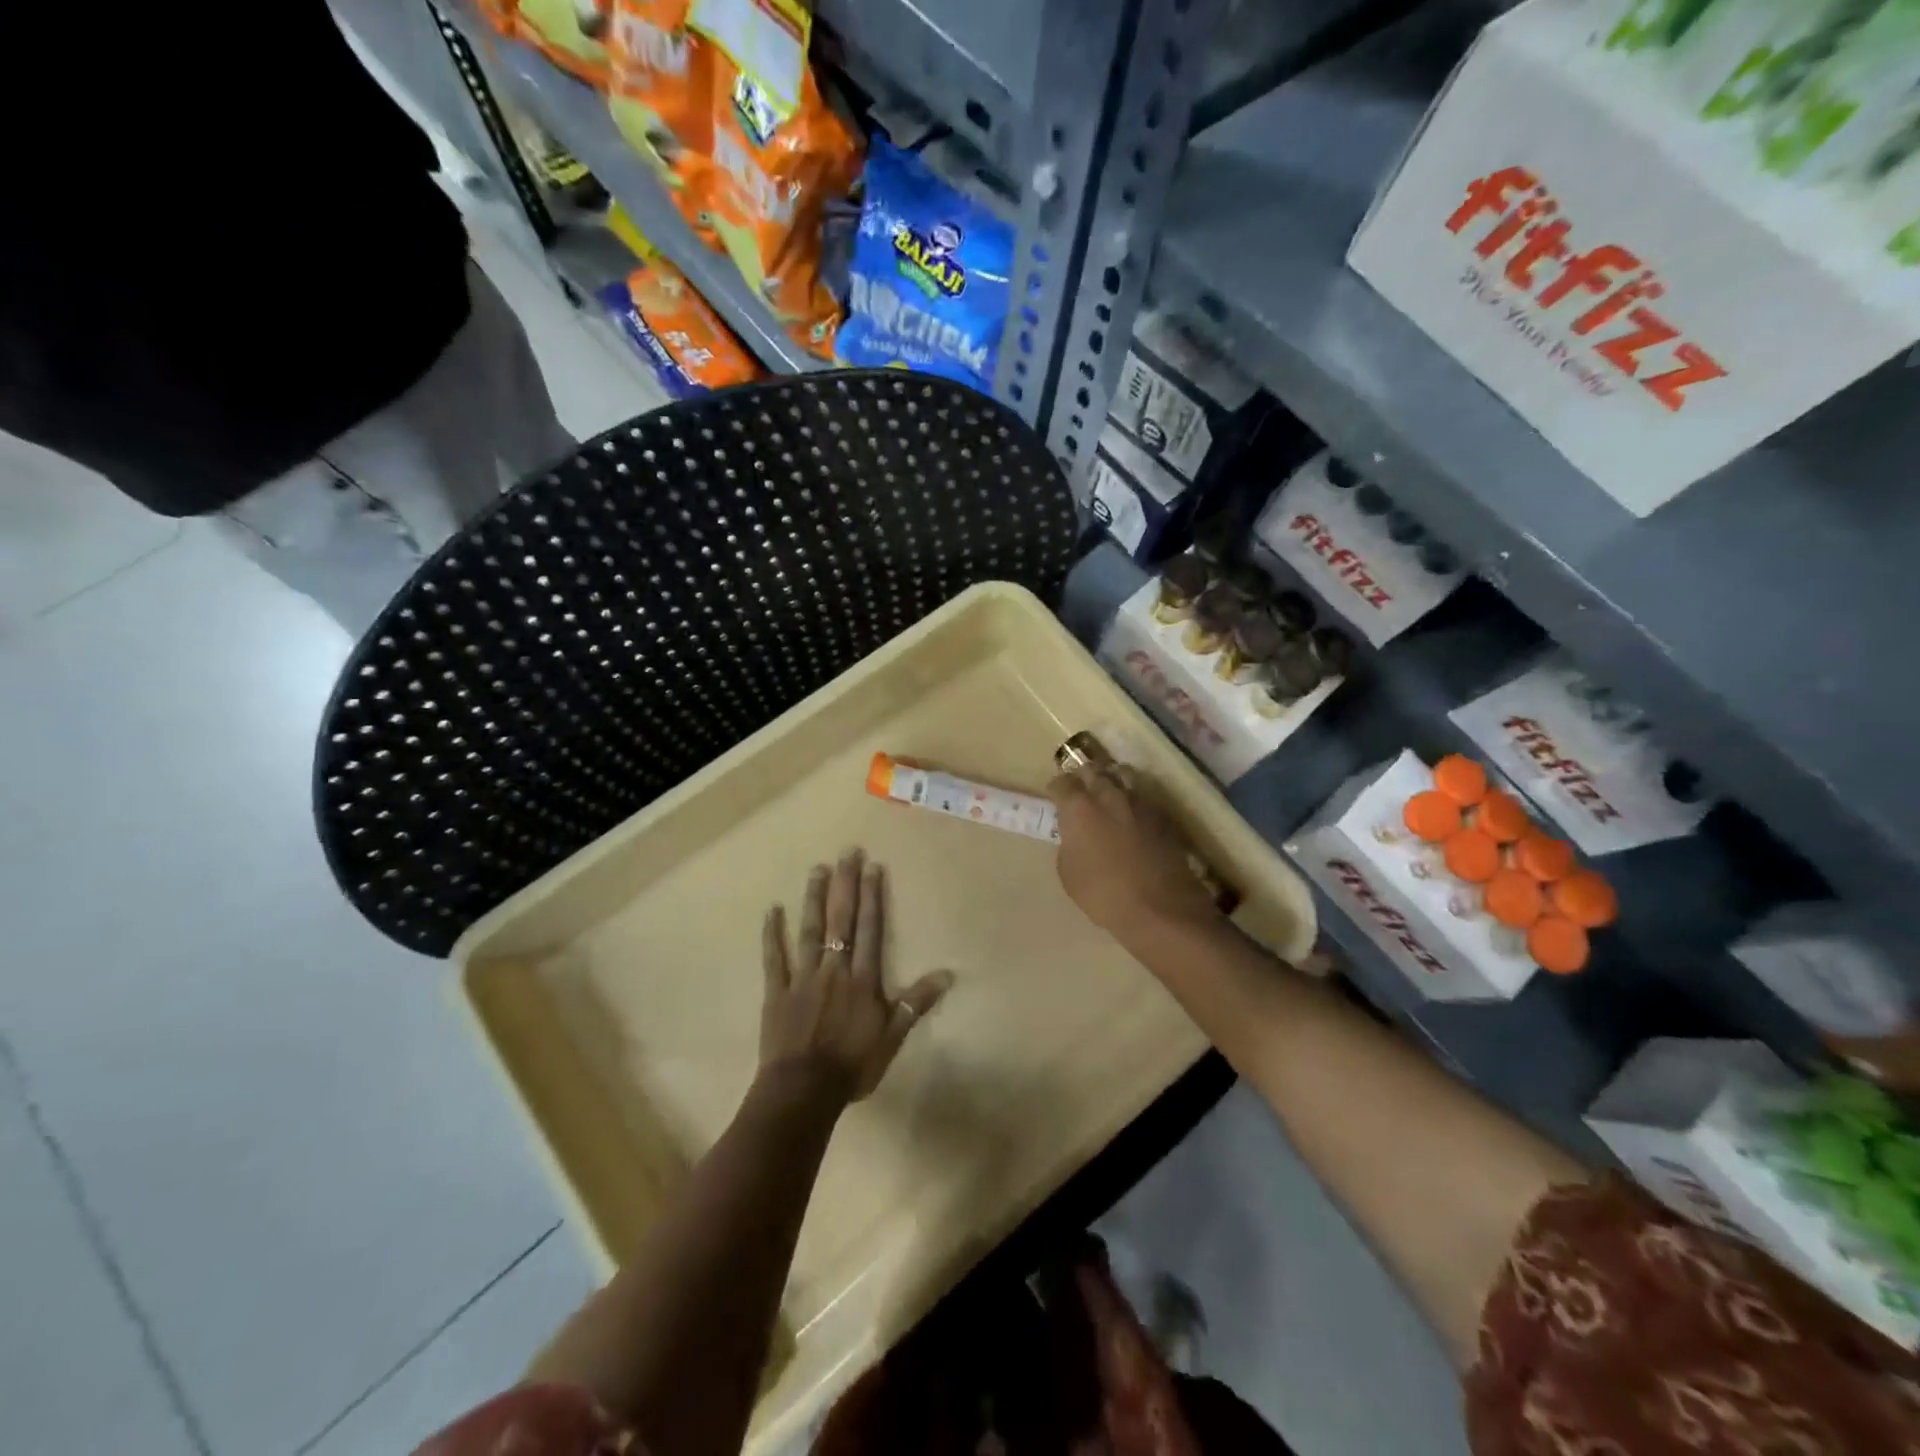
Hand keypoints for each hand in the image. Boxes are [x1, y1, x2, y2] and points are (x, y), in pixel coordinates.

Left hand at [759, 850, 953, 1106]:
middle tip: (847, 852)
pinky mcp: (777, 991)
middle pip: (841, 920)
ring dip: (813, 899)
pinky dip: (772, 934)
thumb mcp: (892, 1038)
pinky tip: (771, 909)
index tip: (873, 867)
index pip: (870, 930)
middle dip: (846, 885)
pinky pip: (774, 958)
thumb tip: (947, 974)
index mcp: (862, 980)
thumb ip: (915, 1003)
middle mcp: (834, 969)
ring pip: (810, 930)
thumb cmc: (853, 1066)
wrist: (804, 1092)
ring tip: (817, 869)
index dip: (872, 897)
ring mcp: (803, 978)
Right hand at [1048, 765, 1221, 941]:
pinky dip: (1133, 799)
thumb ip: (1069, 843)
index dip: (1056, 788)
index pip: (1062, 782)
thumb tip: (1075, 835)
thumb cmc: (1104, 894)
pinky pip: (1143, 795)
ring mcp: (1139, 801)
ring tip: (1108, 794)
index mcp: (1080, 807)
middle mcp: (1109, 794)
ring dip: (1111, 781)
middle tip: (1079, 790)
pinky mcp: (1163, 814)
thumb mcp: (1068, 873)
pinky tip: (1132, 815)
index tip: (1054, 797)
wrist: (1160, 907)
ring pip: (1122, 775)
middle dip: (1083, 777)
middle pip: (1092, 770)